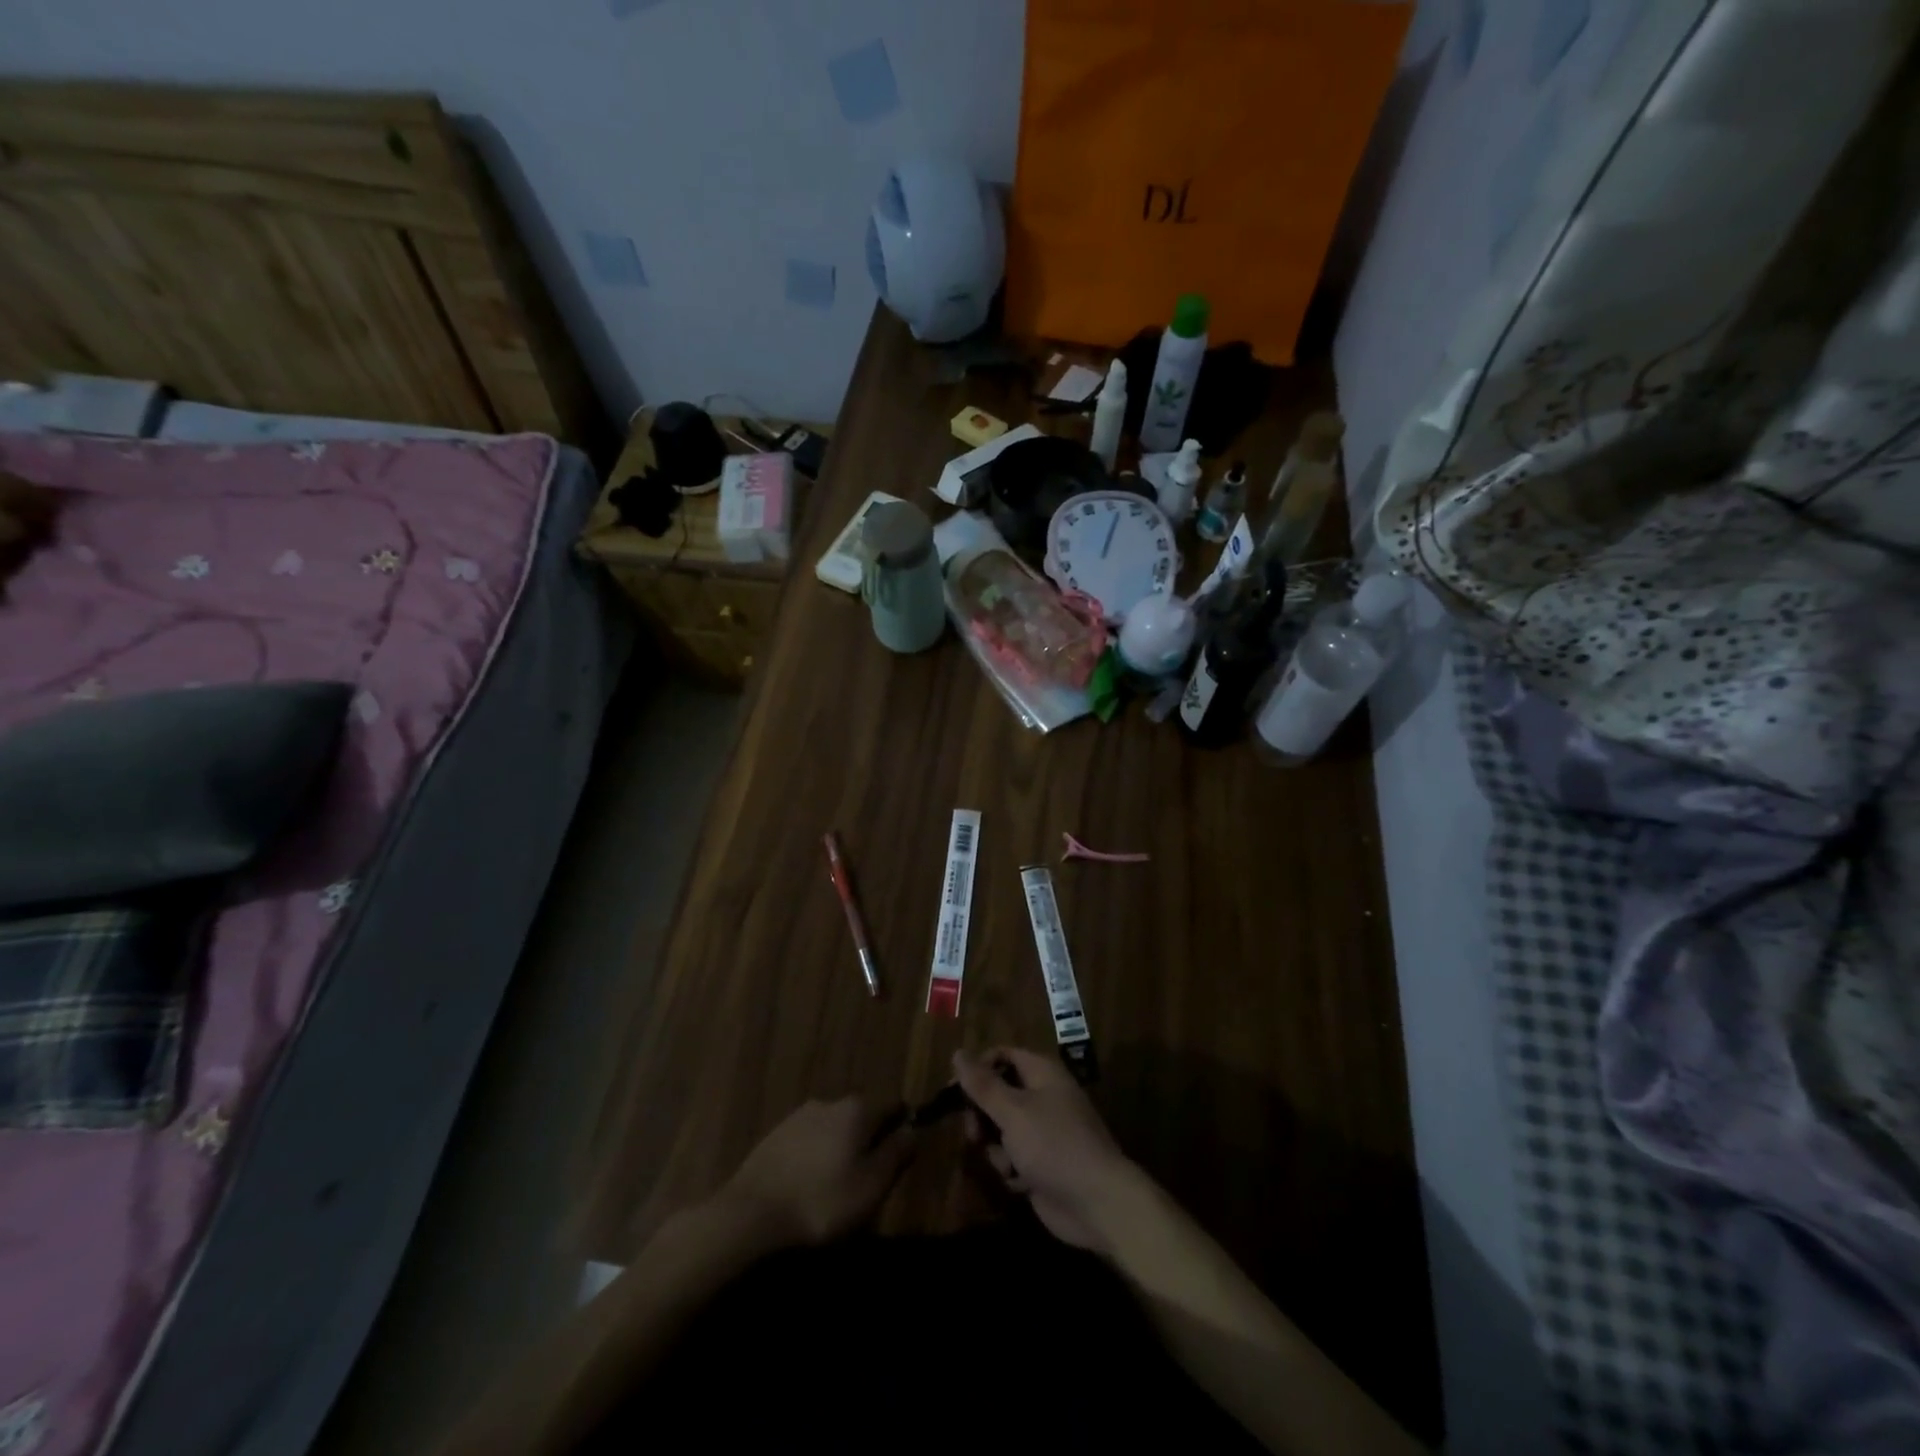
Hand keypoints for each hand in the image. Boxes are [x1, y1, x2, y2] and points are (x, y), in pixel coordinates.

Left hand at [717, 1096, 914, 1247]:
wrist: (751, 1214)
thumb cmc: (822, 1201)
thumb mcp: (871, 1186)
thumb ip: (897, 1154)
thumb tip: (914, 1129)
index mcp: (858, 1109)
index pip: (893, 1104)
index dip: (903, 1126)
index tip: (903, 1154)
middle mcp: (830, 1102)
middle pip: (862, 1115)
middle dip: (870, 1138)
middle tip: (870, 1177)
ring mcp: (799, 1116)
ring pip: (833, 1127)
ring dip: (840, 1148)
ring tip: (837, 1185)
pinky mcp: (775, 1135)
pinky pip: (808, 1140)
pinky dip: (816, 1156)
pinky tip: (810, 1185)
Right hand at [953, 1047, 1140, 1255]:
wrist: (1096, 1203)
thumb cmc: (1054, 1145)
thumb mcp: (1013, 1111)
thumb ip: (982, 1084)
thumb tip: (957, 1052)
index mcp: (1041, 1072)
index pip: (1001, 1056)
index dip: (977, 1069)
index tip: (953, 1091)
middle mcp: (1042, 1096)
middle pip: (997, 1094)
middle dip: (982, 1116)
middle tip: (974, 1133)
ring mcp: (1043, 1131)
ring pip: (1001, 1129)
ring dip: (997, 1148)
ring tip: (1007, 1163)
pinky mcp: (1041, 1163)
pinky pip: (1012, 1157)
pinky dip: (1011, 1169)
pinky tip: (1021, 1183)